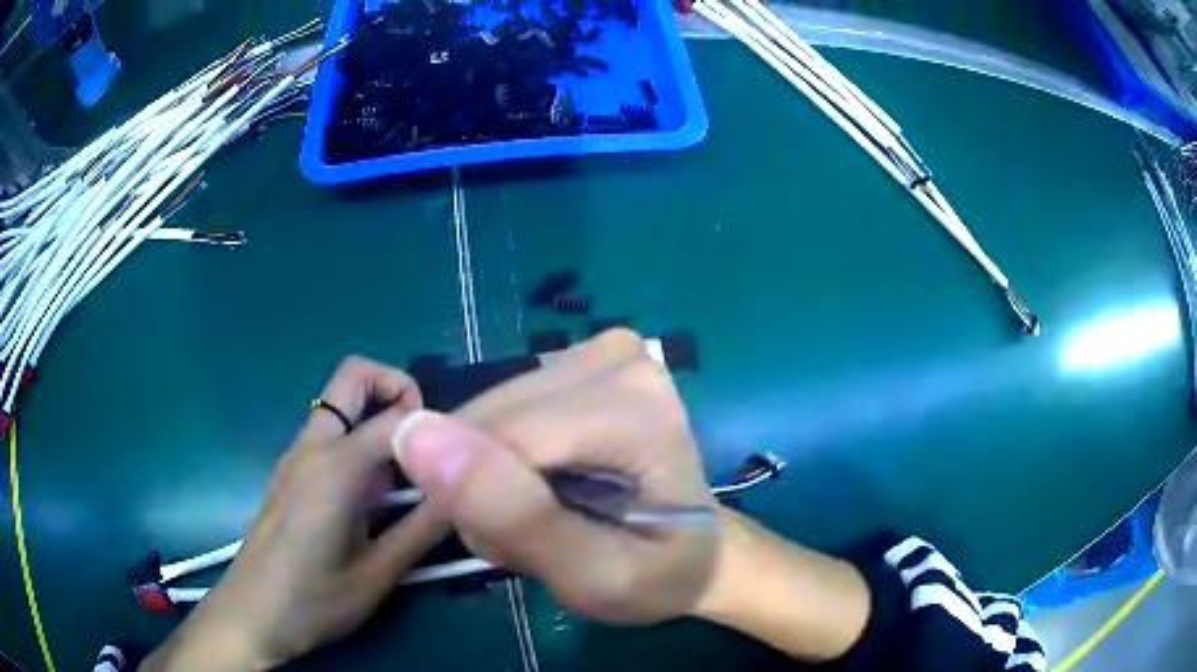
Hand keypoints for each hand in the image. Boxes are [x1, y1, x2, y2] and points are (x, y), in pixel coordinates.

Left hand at [142, 356, 449, 670]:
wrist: (253, 615)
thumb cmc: (314, 601)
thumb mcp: (378, 574)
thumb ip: (422, 529)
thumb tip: (464, 494)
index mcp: (334, 468)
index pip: (396, 418)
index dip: (434, 430)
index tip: (454, 463)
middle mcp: (311, 446)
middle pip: (353, 376)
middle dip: (396, 388)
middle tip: (425, 441)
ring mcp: (295, 456)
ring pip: (340, 404)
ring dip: (378, 419)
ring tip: (405, 480)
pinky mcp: (290, 472)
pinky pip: (329, 433)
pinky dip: (359, 442)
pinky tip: (372, 499)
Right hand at [393, 329, 719, 623]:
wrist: (696, 550)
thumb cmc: (655, 573)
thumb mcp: (591, 575)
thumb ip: (511, 514)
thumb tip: (412, 433)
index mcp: (635, 408)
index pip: (501, 440)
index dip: (484, 504)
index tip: (515, 550)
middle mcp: (617, 358)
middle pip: (491, 419)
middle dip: (487, 487)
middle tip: (536, 536)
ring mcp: (599, 350)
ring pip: (487, 411)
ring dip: (491, 472)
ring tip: (545, 512)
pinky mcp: (578, 357)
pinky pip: (500, 406)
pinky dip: (502, 452)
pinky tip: (543, 480)